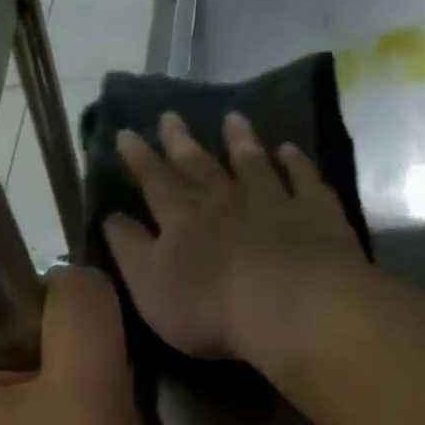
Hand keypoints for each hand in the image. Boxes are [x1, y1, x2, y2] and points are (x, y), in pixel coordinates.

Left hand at [0, 266, 148, 424]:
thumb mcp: (89, 389)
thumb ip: (81, 310)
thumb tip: (69, 283)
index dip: (34, 302)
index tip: (73, 349)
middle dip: (47, 347)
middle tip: (85, 391)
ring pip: (3, 368)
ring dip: (50, 381)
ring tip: (79, 421)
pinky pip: (2, 407)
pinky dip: (39, 412)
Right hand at [103, 112, 366, 365]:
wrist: (289, 307)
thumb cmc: (209, 309)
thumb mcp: (149, 287)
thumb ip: (129, 250)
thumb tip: (110, 216)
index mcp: (181, 218)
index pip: (153, 181)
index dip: (138, 159)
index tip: (125, 133)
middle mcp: (224, 199)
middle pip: (199, 165)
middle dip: (180, 142)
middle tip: (169, 116)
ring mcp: (272, 200)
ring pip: (251, 163)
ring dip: (240, 140)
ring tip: (232, 118)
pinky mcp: (314, 212)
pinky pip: (302, 178)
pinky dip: (295, 162)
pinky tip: (289, 150)